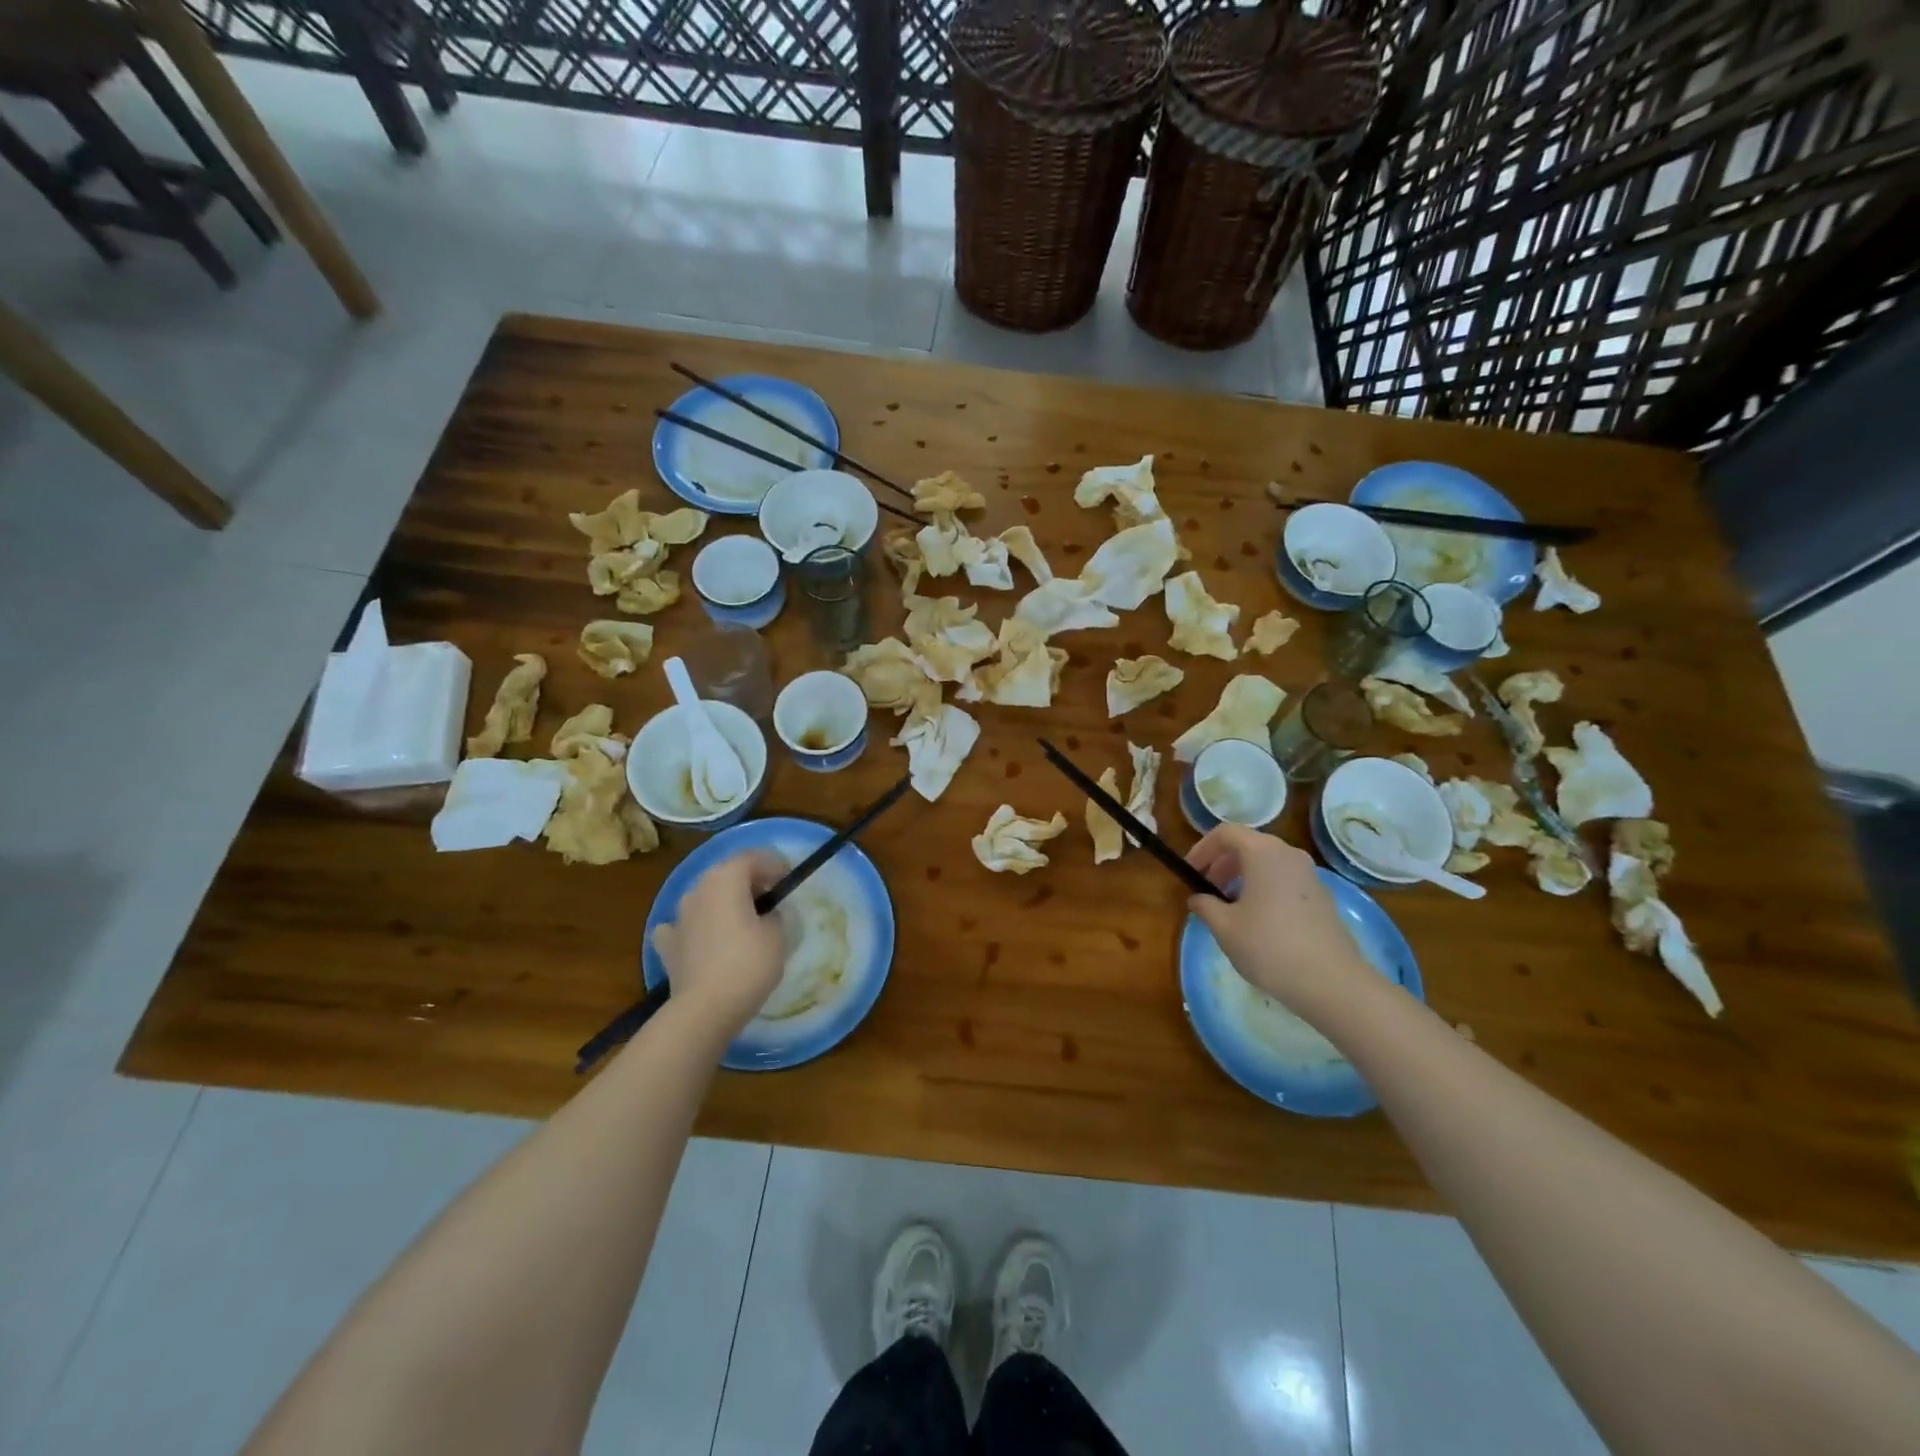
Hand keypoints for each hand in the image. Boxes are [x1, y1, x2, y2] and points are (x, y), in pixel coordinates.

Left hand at [651, 851, 787, 1034]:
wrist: (705, 1009)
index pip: (753, 858)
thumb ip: (775, 915)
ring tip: (744, 924)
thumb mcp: (777, 935)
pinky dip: (698, 928)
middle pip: (727, 874)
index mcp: (725, 878)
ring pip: (706, 898)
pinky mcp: (668, 945)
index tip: (789, 881)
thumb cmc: (748, 964)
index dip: (775, 865)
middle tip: (772, 901)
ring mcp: (678, 916)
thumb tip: (767, 915)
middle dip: (750, 883)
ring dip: (724, 904)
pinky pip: (686, 926)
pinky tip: (706, 942)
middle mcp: (698, 889)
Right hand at [1187, 825, 1375, 1021]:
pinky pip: (1284, 880)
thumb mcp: (1224, 927)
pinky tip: (1257, 921)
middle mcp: (1289, 855)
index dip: (1202, 849)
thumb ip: (1205, 905)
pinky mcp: (1322, 897)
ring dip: (1242, 877)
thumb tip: (1199, 898)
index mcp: (1263, 853)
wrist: (1332, 982)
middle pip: (1248, 845)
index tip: (1189, 873)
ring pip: (1267, 863)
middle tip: (1206, 891)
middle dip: (1221, 864)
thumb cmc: (1269, 947)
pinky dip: (1263, 889)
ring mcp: (1309, 875)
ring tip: (1228, 908)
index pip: (1226, 833)